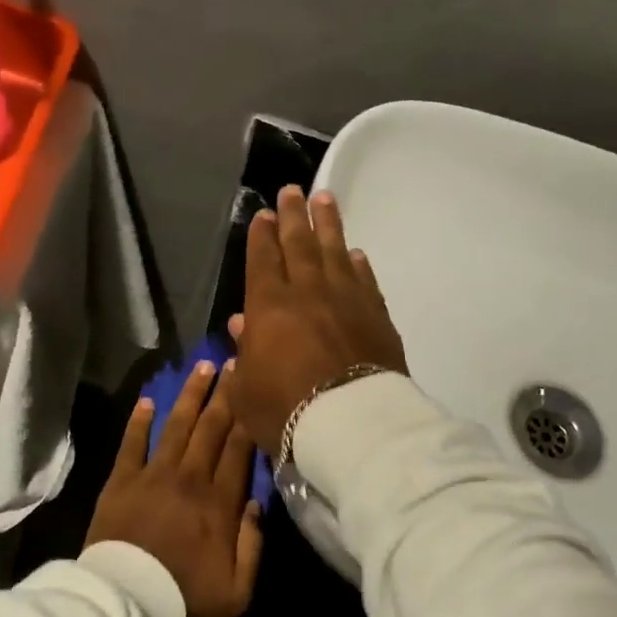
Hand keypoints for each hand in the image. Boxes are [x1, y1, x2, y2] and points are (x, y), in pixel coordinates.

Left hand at [85, 360, 263, 616]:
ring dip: (190, 394)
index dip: (248, 416)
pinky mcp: (121, 481)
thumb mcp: (237, 589)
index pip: (239, 449)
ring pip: (177, 425)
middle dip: (225, 393)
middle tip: (234, 361)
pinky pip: (132, 443)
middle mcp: (190, 478)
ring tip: (202, 366)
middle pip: (211, 427)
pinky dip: (139, 421)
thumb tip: (258, 505)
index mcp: (221, 502)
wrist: (124, 603)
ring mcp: (153, 475)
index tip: (255, 387)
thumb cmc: (184, 599)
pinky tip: (147, 400)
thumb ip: (253, 545)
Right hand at [228, 185, 408, 456]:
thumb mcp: (246, 390)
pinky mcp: (377, 316)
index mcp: (269, 307)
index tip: (264, 214)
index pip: (263, 259)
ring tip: (325, 199)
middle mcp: (308, 292)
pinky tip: (356, 254)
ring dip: (328, 224)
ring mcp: (347, 300)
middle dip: (294, 215)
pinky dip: (359, 264)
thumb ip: (243, 353)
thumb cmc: (286, 410)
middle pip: (300, 243)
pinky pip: (365, 280)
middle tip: (292, 191)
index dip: (262, 236)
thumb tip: (240, 324)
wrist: (352, 425)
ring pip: (335, 251)